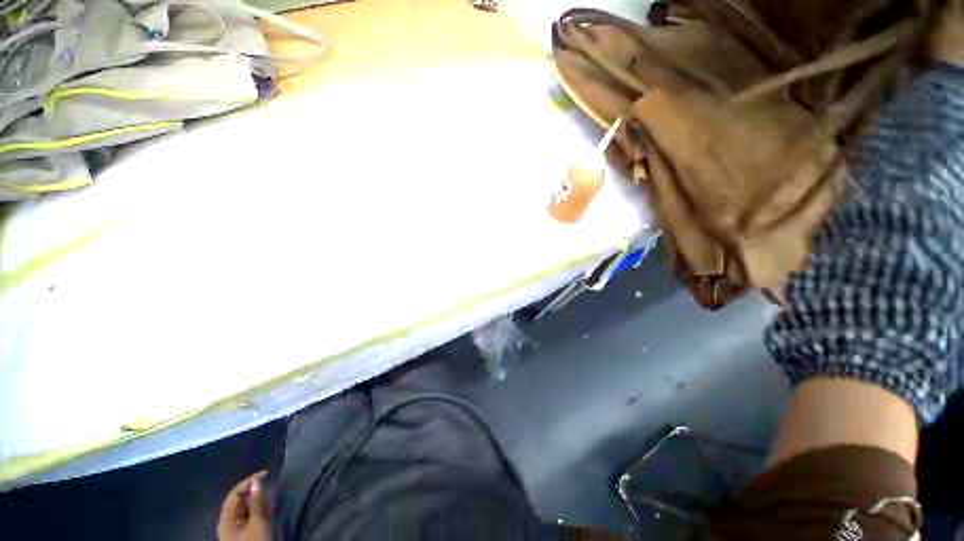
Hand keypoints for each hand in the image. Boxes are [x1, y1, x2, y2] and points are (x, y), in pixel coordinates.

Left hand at [216, 471, 272, 540]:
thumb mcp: (258, 522)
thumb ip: (257, 502)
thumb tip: (257, 482)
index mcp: (226, 519)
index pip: (235, 493)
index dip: (249, 481)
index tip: (267, 473)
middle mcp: (228, 522)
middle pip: (239, 500)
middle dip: (254, 491)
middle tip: (270, 483)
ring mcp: (235, 529)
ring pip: (245, 507)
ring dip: (257, 499)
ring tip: (271, 494)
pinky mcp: (243, 534)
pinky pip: (250, 515)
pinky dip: (258, 508)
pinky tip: (267, 508)